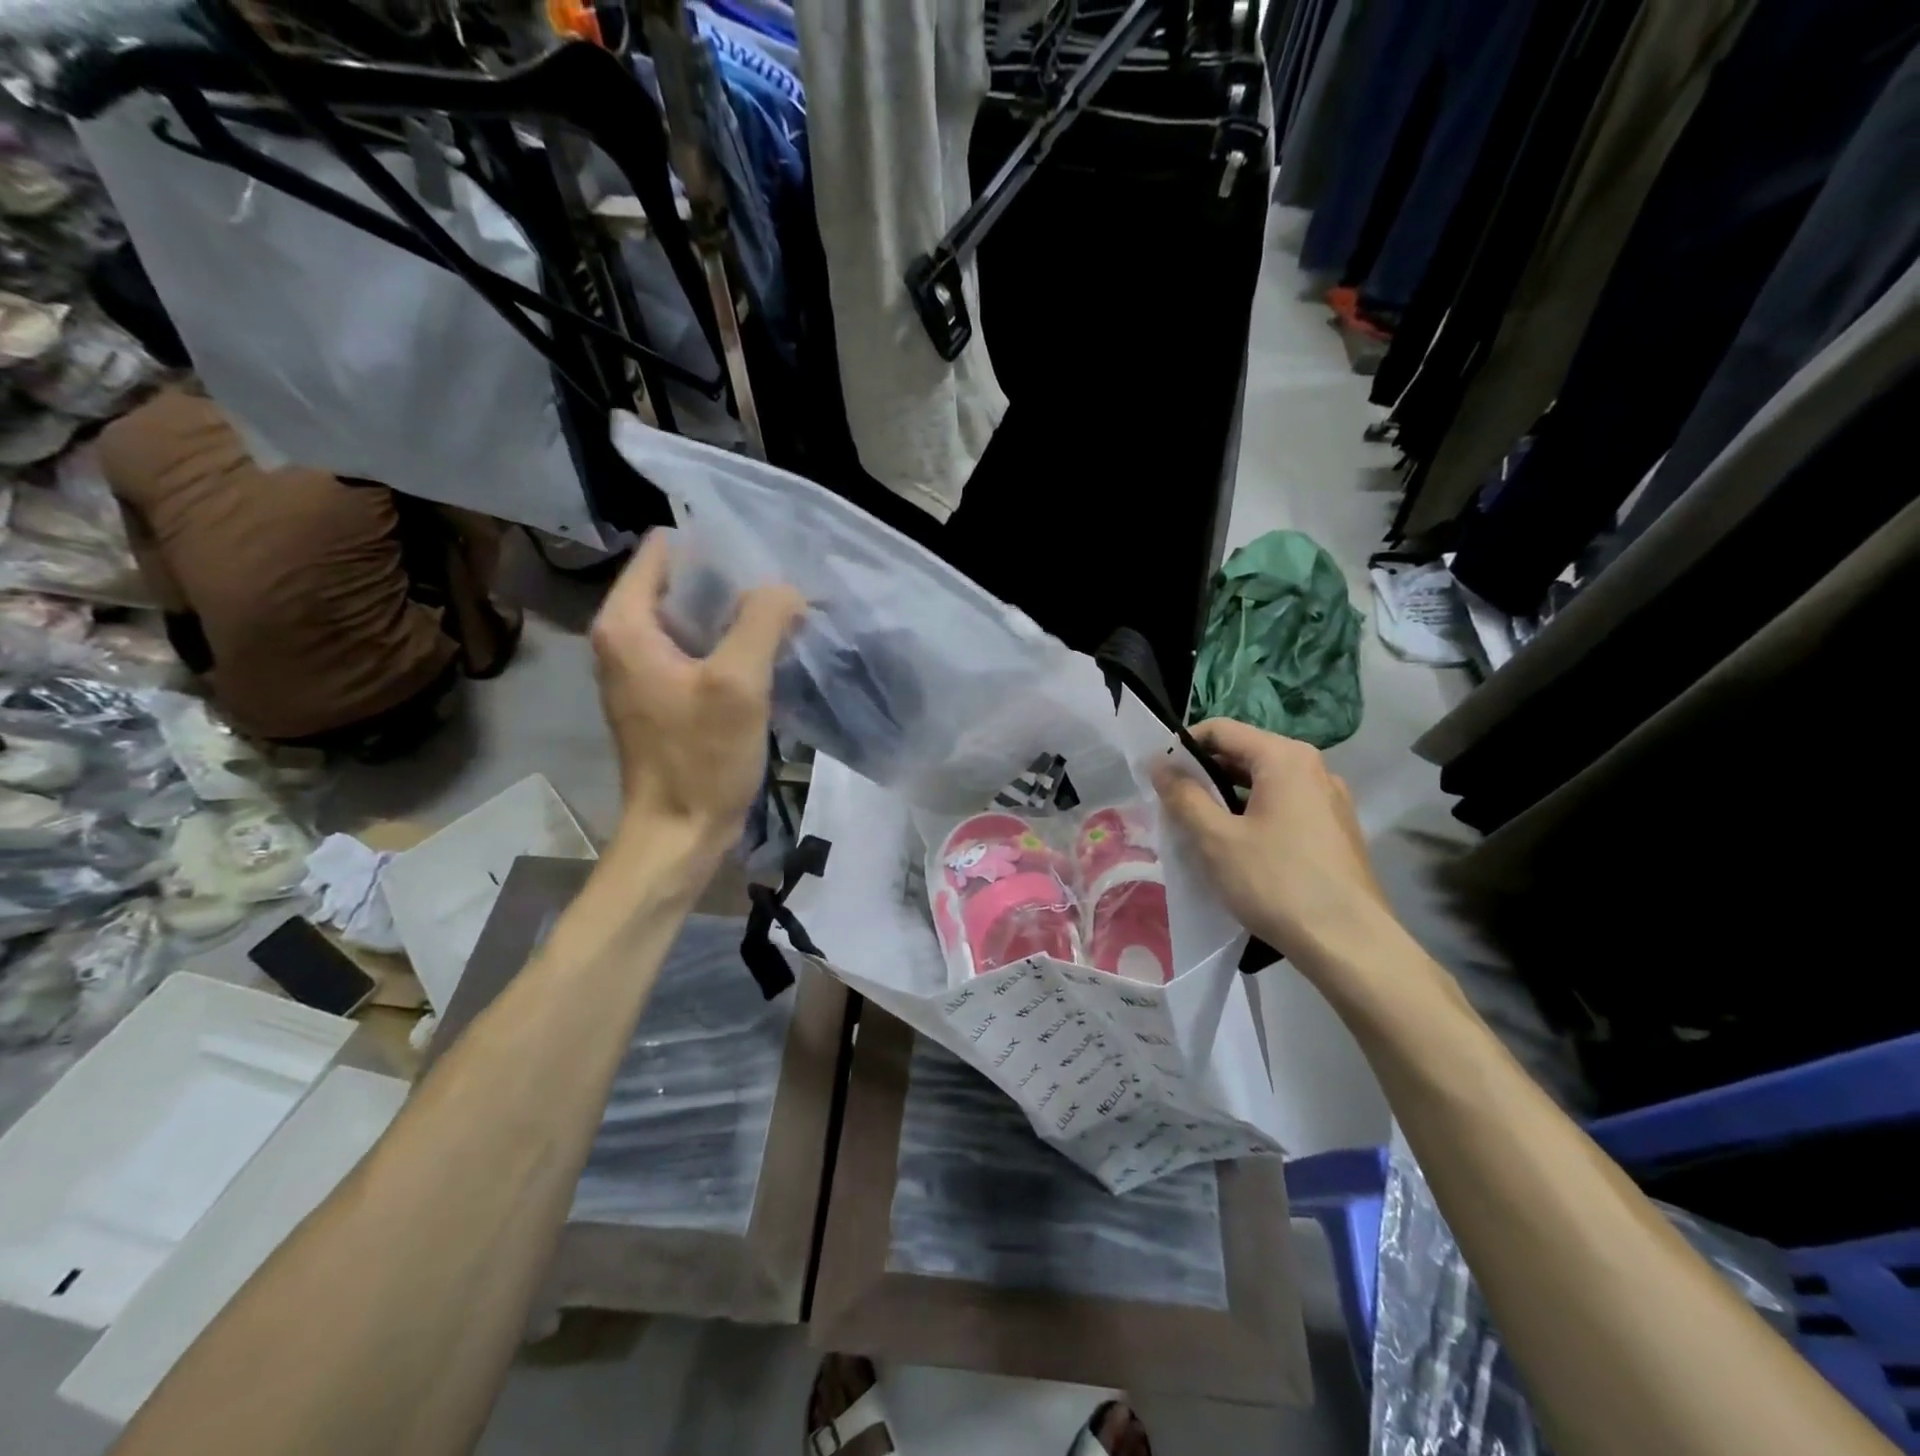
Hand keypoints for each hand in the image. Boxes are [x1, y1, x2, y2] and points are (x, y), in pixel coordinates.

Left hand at [590, 529, 804, 862]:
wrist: (679, 834)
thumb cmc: (701, 759)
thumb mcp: (738, 684)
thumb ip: (761, 621)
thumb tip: (785, 588)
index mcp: (627, 623)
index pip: (665, 549)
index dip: (714, 547)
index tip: (763, 559)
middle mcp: (625, 637)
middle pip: (681, 581)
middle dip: (732, 580)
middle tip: (784, 588)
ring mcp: (644, 668)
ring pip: (694, 617)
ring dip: (736, 615)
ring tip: (784, 616)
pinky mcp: (665, 694)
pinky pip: (699, 650)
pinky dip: (731, 645)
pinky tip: (768, 654)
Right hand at [1152, 719, 1399, 986]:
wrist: (1350, 944)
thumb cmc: (1276, 883)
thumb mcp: (1216, 838)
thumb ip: (1183, 795)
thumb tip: (1159, 763)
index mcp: (1285, 758)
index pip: (1221, 730)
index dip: (1182, 746)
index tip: (1157, 775)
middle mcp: (1314, 768)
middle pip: (1245, 754)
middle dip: (1205, 774)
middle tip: (1174, 806)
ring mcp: (1331, 800)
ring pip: (1265, 784)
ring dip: (1228, 798)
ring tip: (1202, 830)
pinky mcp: (1337, 830)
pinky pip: (1286, 807)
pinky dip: (1256, 816)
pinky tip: (1241, 850)